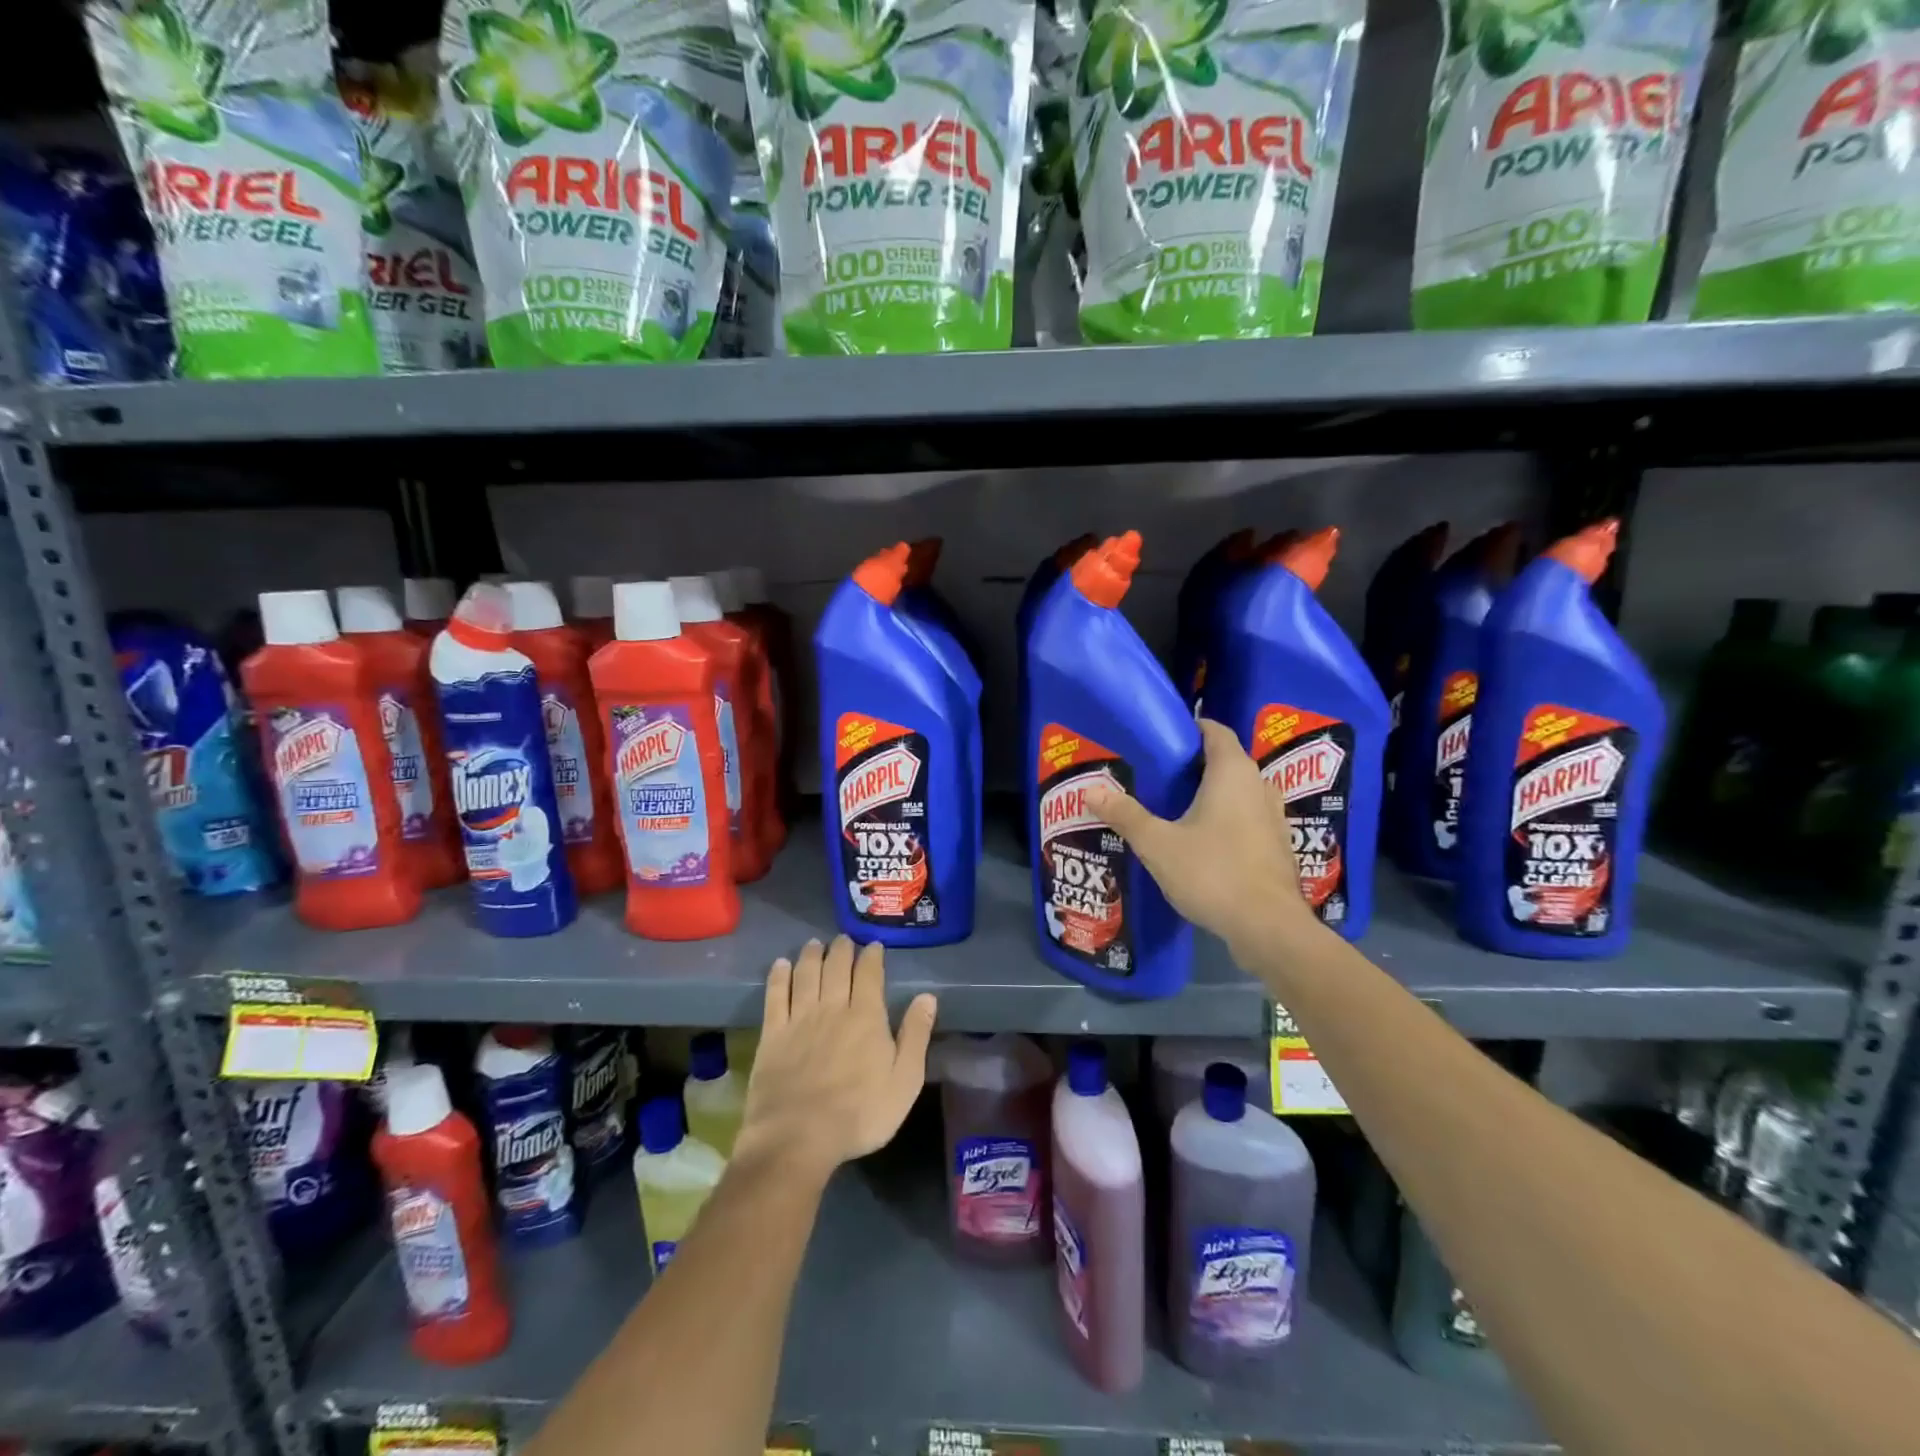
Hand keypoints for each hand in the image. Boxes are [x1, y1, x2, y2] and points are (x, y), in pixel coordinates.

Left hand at [735, 936, 937, 1186]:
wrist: (798, 1137)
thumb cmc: (860, 1114)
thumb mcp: (904, 1081)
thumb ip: (916, 1035)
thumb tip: (928, 997)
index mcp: (866, 1016)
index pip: (869, 974)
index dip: (871, 956)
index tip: (873, 945)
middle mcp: (832, 1007)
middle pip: (836, 967)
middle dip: (841, 949)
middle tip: (843, 939)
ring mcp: (799, 1019)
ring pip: (806, 974)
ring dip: (812, 955)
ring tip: (814, 944)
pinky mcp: (772, 1034)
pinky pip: (775, 995)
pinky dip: (778, 976)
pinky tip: (780, 965)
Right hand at [1084, 718, 1320, 961]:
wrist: (1268, 927)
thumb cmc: (1212, 873)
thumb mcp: (1157, 844)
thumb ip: (1125, 815)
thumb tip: (1090, 790)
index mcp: (1233, 773)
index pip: (1216, 731)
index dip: (1191, 727)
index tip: (1163, 735)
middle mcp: (1260, 786)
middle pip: (1227, 760)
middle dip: (1195, 763)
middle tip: (1158, 773)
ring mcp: (1274, 817)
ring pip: (1240, 791)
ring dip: (1212, 792)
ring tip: (1176, 805)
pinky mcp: (1278, 845)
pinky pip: (1248, 817)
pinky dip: (1227, 818)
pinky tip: (1203, 839)